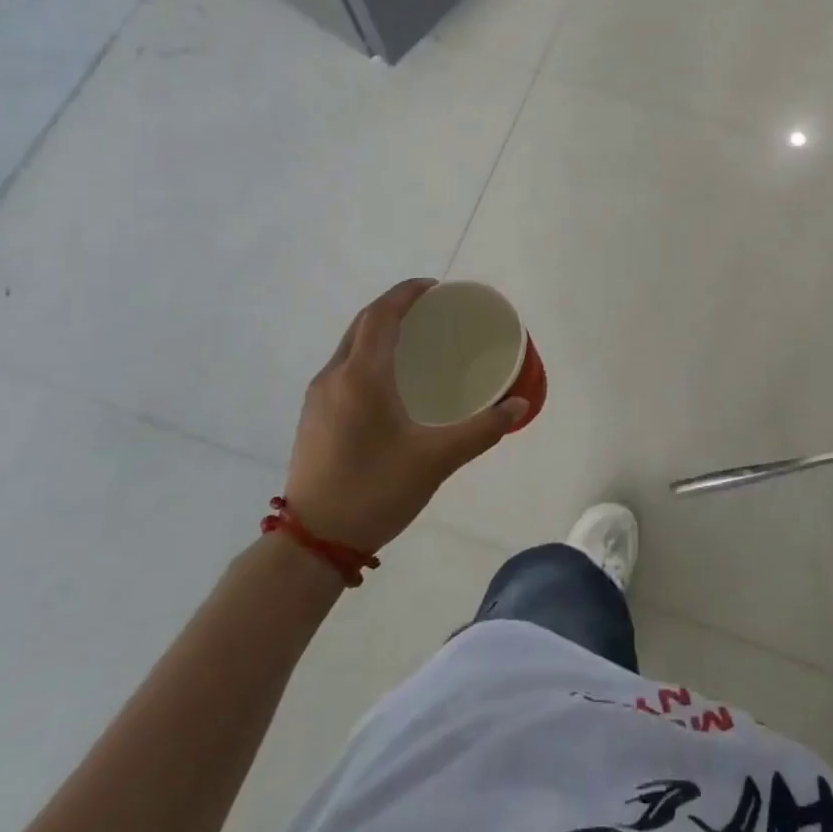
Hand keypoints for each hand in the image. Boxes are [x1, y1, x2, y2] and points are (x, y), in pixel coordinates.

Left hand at [285, 279, 525, 551]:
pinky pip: (343, 367)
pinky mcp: (313, 416)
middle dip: (395, 307)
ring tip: (414, 340)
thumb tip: (520, 405)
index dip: (407, 293)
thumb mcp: (436, 460)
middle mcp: (334, 376)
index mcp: (361, 376)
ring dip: (379, 331)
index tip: (436, 289)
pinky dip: (368, 354)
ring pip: (349, 345)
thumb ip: (482, 429)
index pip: (382, 315)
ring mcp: (318, 397)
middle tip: (432, 311)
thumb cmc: (375, 491)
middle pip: (363, 324)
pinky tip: (389, 381)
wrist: (312, 543)